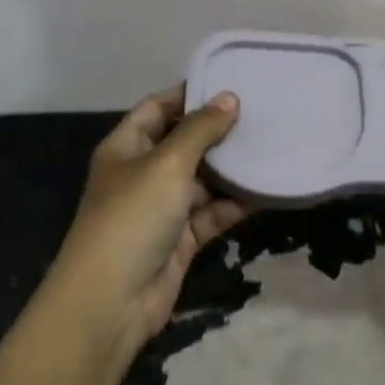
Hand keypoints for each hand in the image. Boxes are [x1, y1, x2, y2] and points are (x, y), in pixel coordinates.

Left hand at [48, 86, 248, 369]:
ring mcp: (162, 208)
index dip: (189, 94)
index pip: (158, 108)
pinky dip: (235, 203)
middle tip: (262, 113)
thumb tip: (230, 98)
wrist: (112, 301)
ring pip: (203, 179)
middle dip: (219, 131)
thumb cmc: (132, 217)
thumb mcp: (167, 165)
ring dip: (232, 168)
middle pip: (184, 143)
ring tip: (272, 145)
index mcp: (126, 147)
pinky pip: (213, 213)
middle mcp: (143, 173)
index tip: (230, 83)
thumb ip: (200, 130)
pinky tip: (266, 189)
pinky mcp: (181, 238)